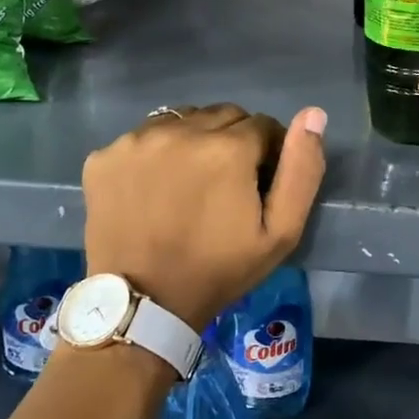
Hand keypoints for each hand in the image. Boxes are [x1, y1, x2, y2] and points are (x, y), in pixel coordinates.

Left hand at [82, 103, 327, 329]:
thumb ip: (302, 170)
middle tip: (226, 185)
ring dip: (195, 140)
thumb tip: (313, 114)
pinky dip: (156, 153)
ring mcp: (137, 140)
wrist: (144, 304)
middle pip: (223, 116)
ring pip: (183, 120)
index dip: (268, 153)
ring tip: (190, 183)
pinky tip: (155, 187)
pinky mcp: (105, 155)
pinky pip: (143, 137)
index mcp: (227, 147)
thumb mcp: (280, 233)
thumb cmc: (219, 269)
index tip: (259, 184)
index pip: (263, 125)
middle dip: (233, 142)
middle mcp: (180, 130)